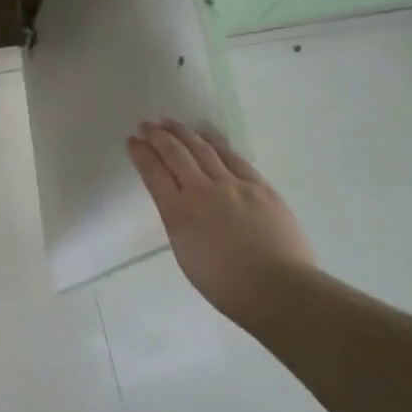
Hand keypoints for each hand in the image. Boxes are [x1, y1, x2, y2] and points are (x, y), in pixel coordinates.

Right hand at [128, 119, 315, 323]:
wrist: (279, 289)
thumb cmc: (226, 286)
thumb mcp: (186, 253)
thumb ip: (179, 222)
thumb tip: (180, 204)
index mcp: (178, 213)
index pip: (153, 173)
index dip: (141, 154)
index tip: (132, 141)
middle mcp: (202, 191)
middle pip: (175, 154)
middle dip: (157, 137)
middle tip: (146, 125)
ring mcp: (233, 185)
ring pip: (202, 149)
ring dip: (183, 133)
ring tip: (170, 122)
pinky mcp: (259, 186)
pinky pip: (233, 157)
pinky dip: (216, 141)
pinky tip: (207, 132)